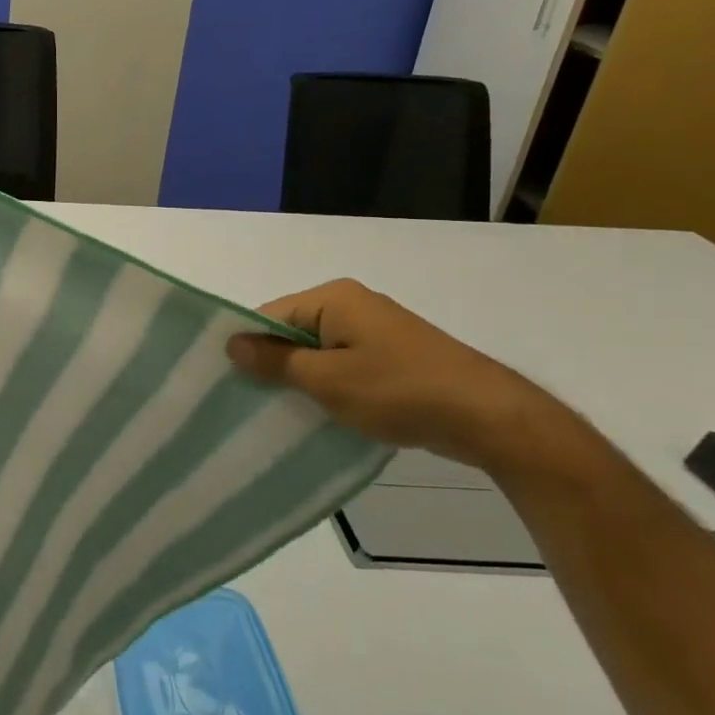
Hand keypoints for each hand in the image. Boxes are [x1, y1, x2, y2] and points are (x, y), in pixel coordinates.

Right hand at [226, 278, 568, 471]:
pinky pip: (343, 365)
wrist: (489, 416)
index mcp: (333, 298)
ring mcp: (376, 330)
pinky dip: (329, 386)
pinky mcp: (393, 356)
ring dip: (301, 379)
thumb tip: (232, 344)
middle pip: (292, 331)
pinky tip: (319, 414)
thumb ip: (275, 361)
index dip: (246, 345)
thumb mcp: (326, 380)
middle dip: (272, 364)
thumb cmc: (398, 390)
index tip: (226, 380)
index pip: (269, 314)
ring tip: (278, 412)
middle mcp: (352, 304)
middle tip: (247, 400)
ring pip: (318, 352)